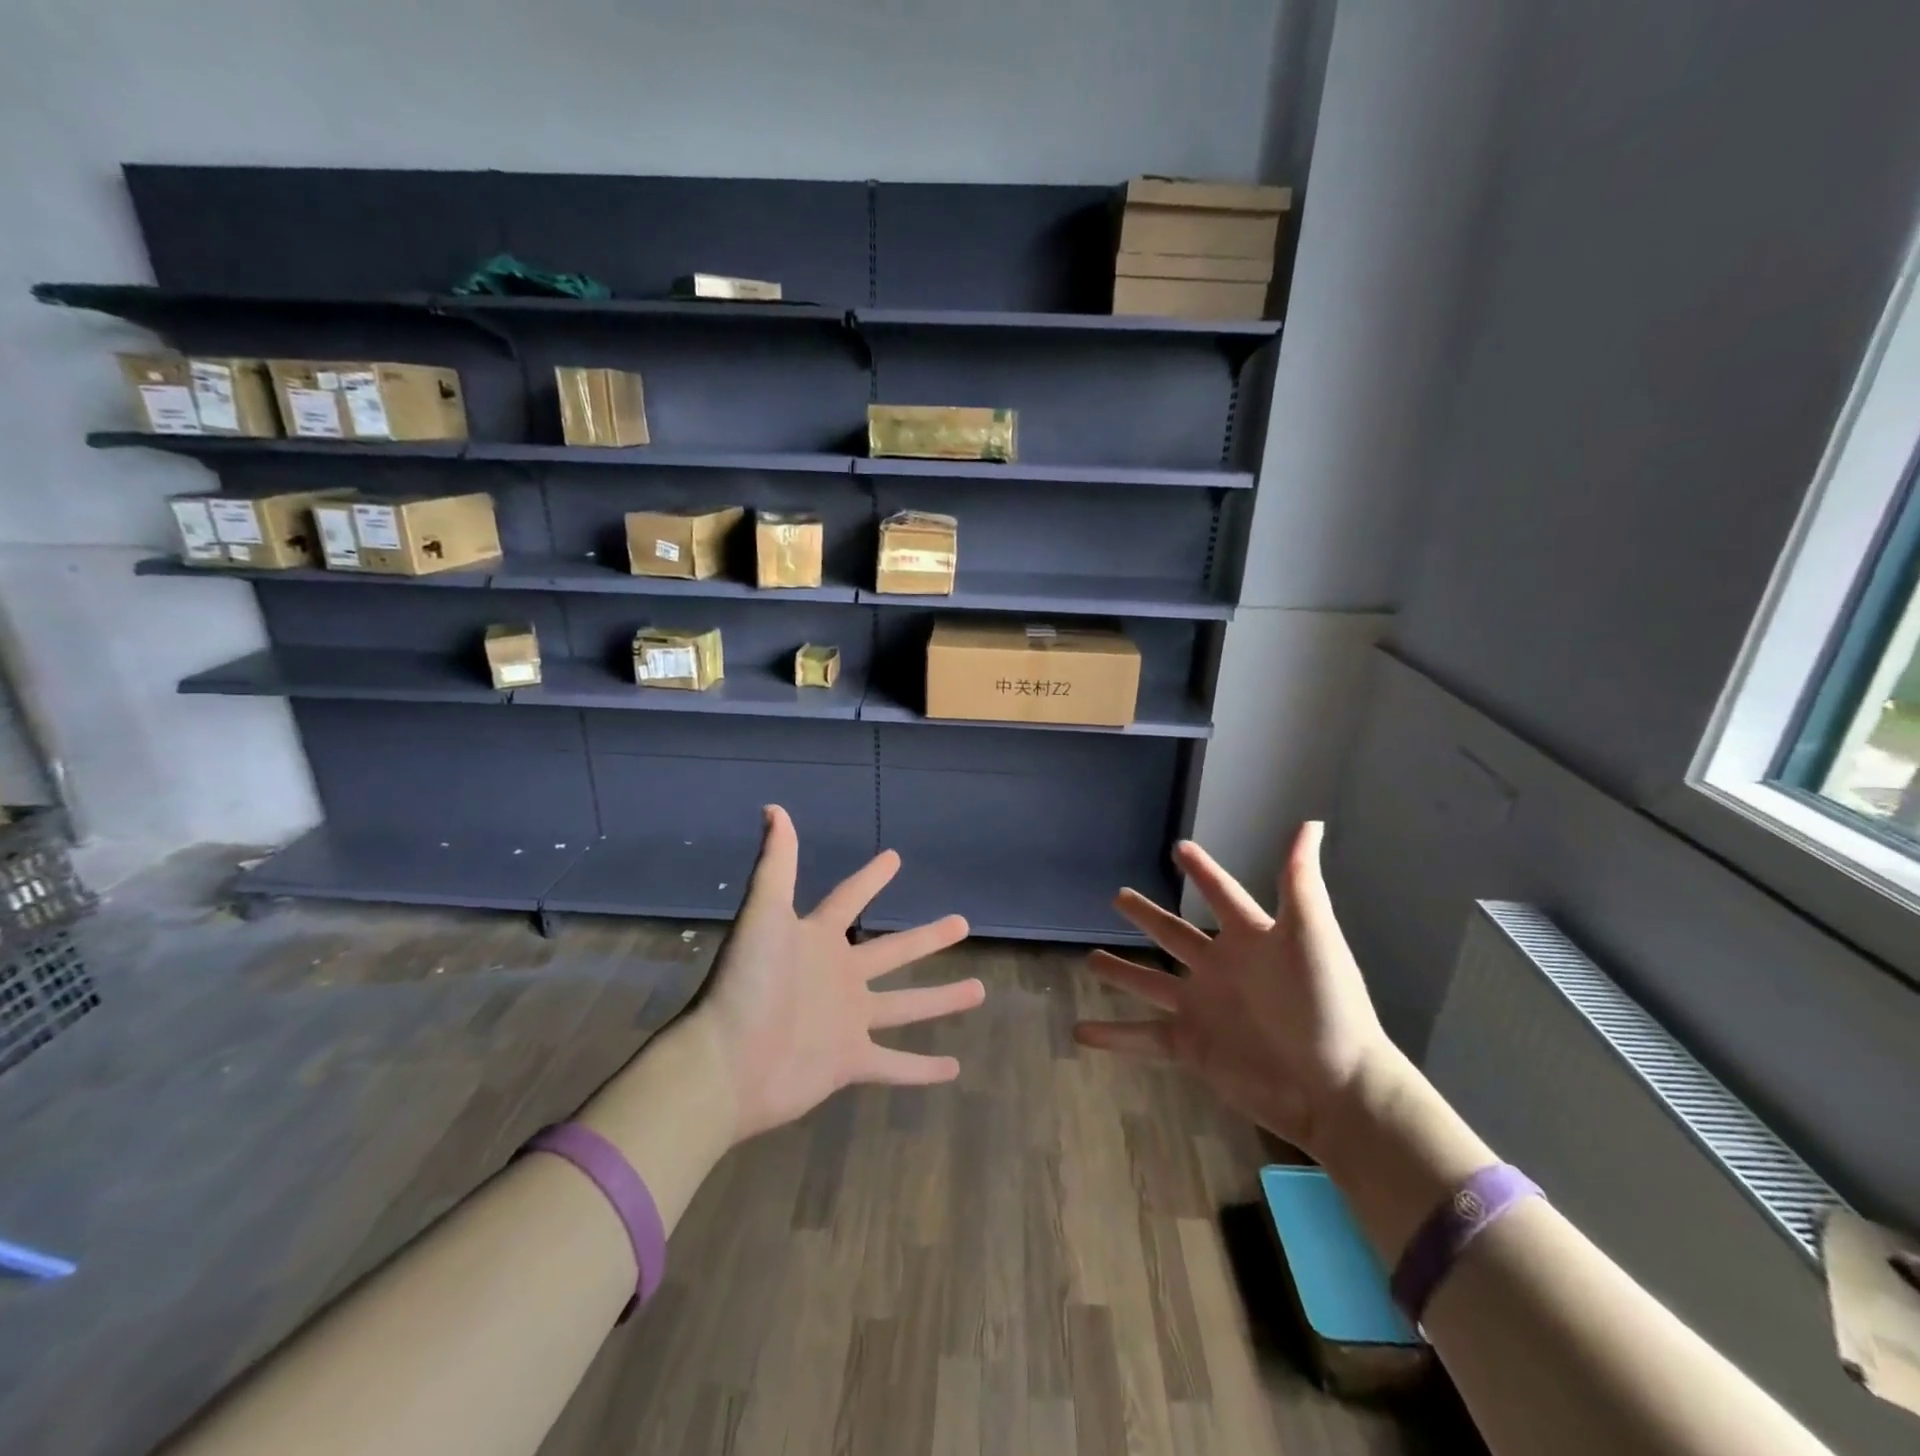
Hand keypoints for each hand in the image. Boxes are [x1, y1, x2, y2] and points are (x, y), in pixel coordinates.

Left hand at [695, 805, 982, 1141]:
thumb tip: (774, 808)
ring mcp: (846, 1021)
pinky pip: (893, 1065)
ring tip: (979, 989)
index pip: (850, 900)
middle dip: (927, 938)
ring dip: (940, 1000)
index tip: (895, 858)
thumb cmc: (746, 983)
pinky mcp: (848, 1062)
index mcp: (818, 941)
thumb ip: (775, 864)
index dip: (871, 878)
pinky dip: (921, 1069)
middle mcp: (837, 977)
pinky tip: (954, 1069)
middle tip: (962, 923)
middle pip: (892, 952)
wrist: (725, 1064)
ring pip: (905, 1007)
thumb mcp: (764, 915)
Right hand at [1074, 822, 1394, 1159]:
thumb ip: (1300, 881)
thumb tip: (1310, 823)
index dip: (1202, 871)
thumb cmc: (1325, 1005)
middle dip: (1146, 916)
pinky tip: (1080, 1032)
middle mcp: (1220, 968)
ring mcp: (1203, 1008)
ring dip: (1121, 972)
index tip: (1180, 848)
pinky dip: (1112, 1036)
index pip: (1221, 893)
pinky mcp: (1192, 1046)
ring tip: (1090, 960)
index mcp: (1249, 938)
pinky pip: (1143, 1037)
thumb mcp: (1312, 935)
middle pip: (1174, 934)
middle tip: (1118, 896)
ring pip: (1150, 983)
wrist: (1335, 1088)